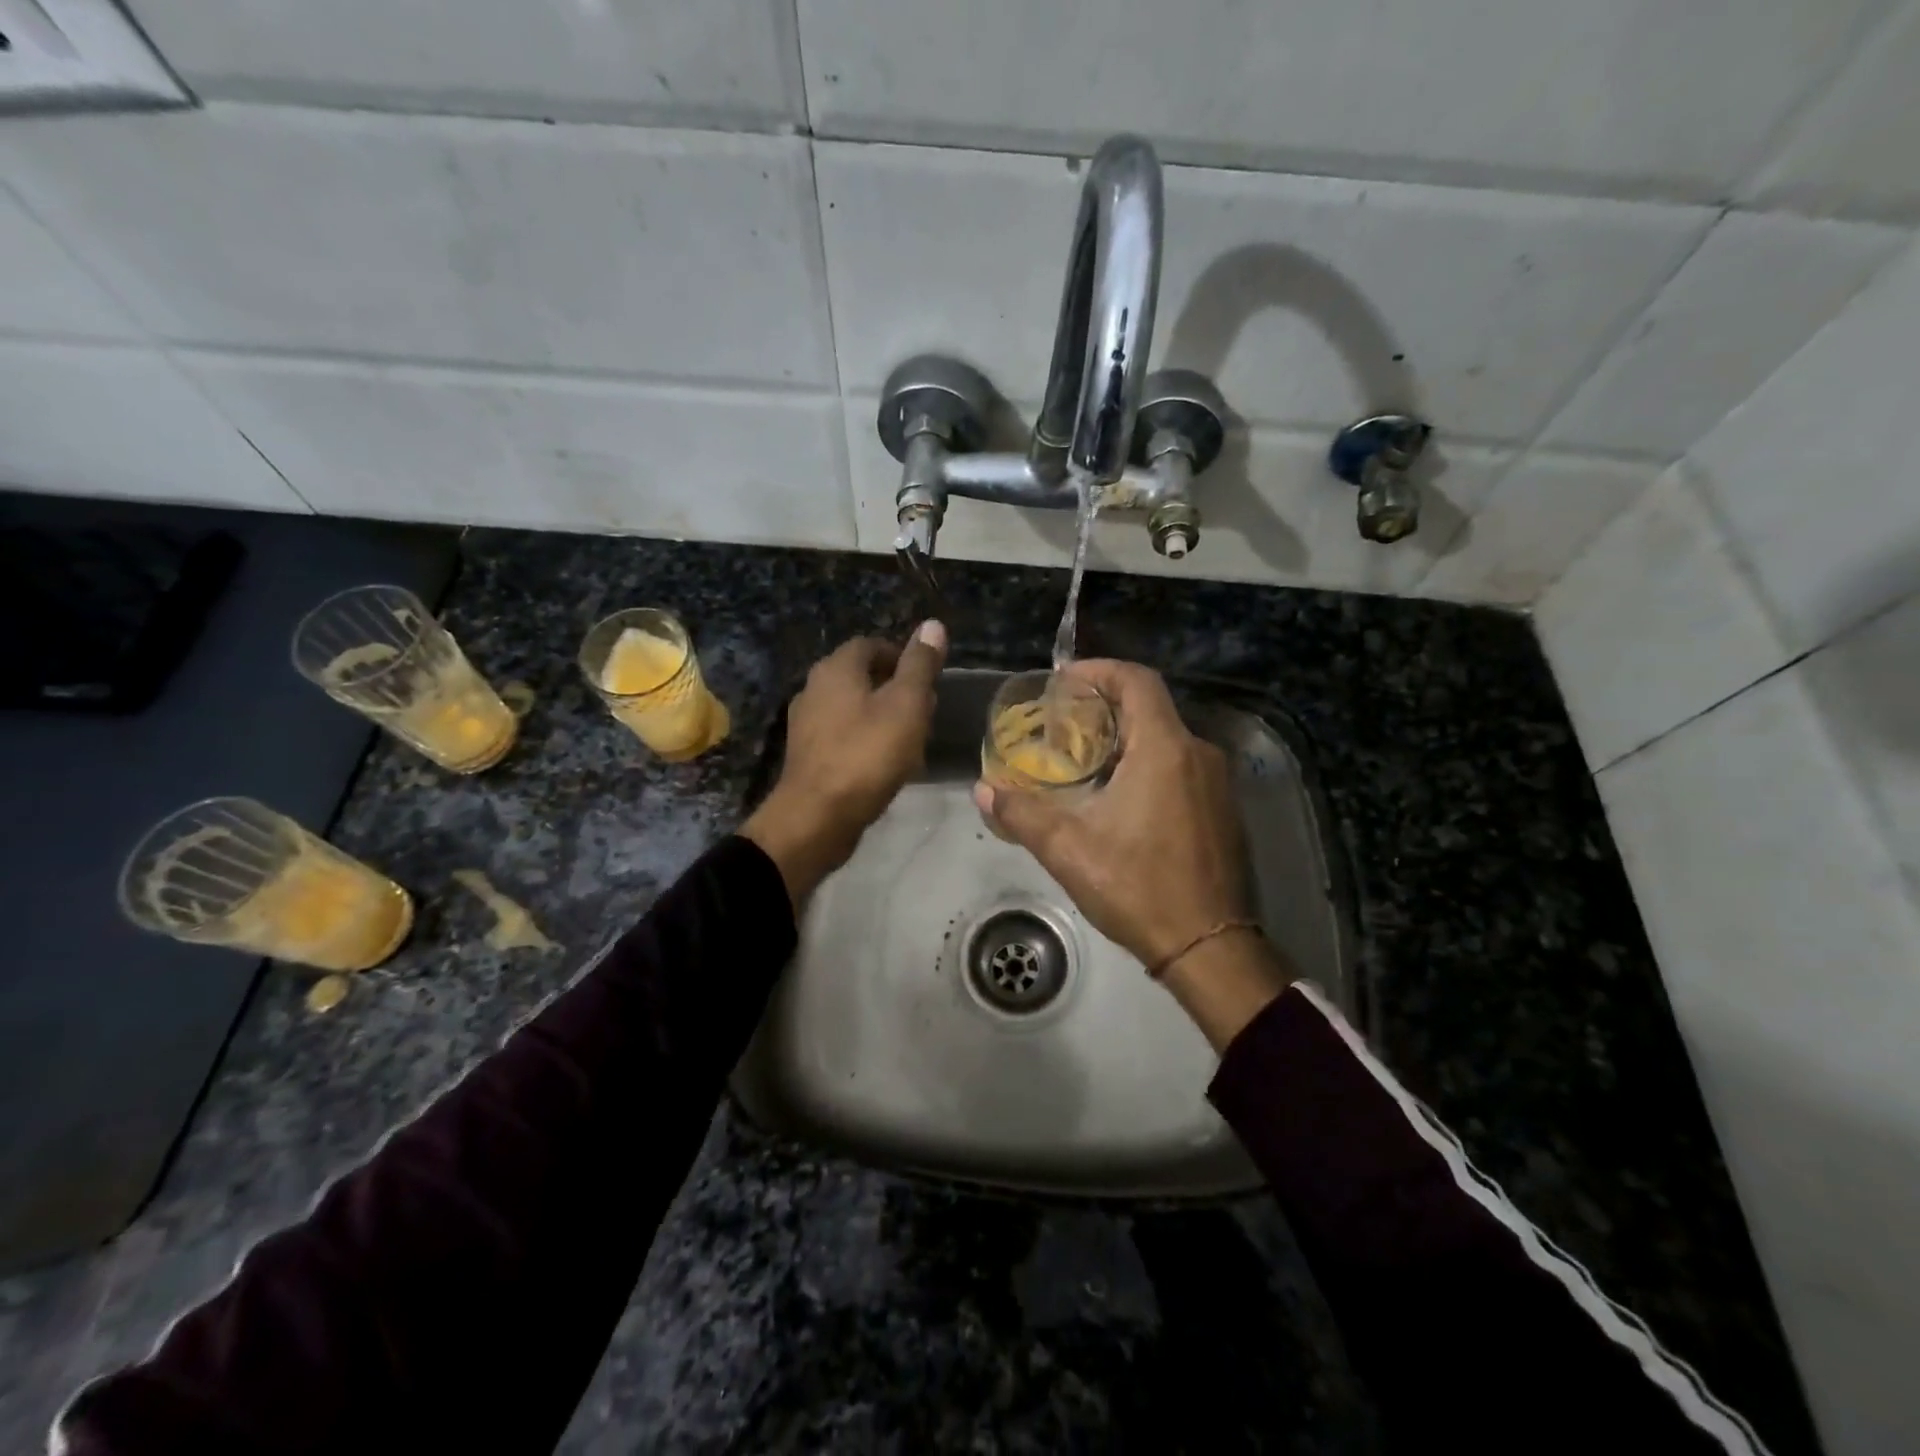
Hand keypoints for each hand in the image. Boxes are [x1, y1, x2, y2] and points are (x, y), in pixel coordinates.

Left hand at [743, 621, 946, 906]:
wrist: (817, 817)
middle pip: (861, 676)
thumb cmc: (867, 754)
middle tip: (924, 711)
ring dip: (882, 717)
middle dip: (895, 688)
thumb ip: (920, 665)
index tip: (927, 680)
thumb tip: (932, 624)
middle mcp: (814, 688)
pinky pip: (842, 736)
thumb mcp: (907, 704)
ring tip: (911, 740)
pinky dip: (865, 741)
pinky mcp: (807, 755)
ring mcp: (806, 723)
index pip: (871, 645)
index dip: (902, 656)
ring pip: (852, 708)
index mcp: (836, 668)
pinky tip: (885, 764)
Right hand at [975, 659, 1290, 1046]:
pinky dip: (1149, 765)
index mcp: (1165, 749)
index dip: (1099, 670)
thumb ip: (1022, 813)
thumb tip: (983, 791)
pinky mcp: (1224, 811)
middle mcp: (1198, 754)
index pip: (1136, 680)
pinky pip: (1183, 768)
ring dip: (1126, 740)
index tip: (1064, 681)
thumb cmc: (1138, 887)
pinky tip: (1121, 798)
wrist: (1209, 947)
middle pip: (1151, 708)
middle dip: (1105, 708)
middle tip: (1063, 724)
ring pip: (1167, 740)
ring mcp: (1218, 784)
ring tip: (1084, 762)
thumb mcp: (1068, 849)